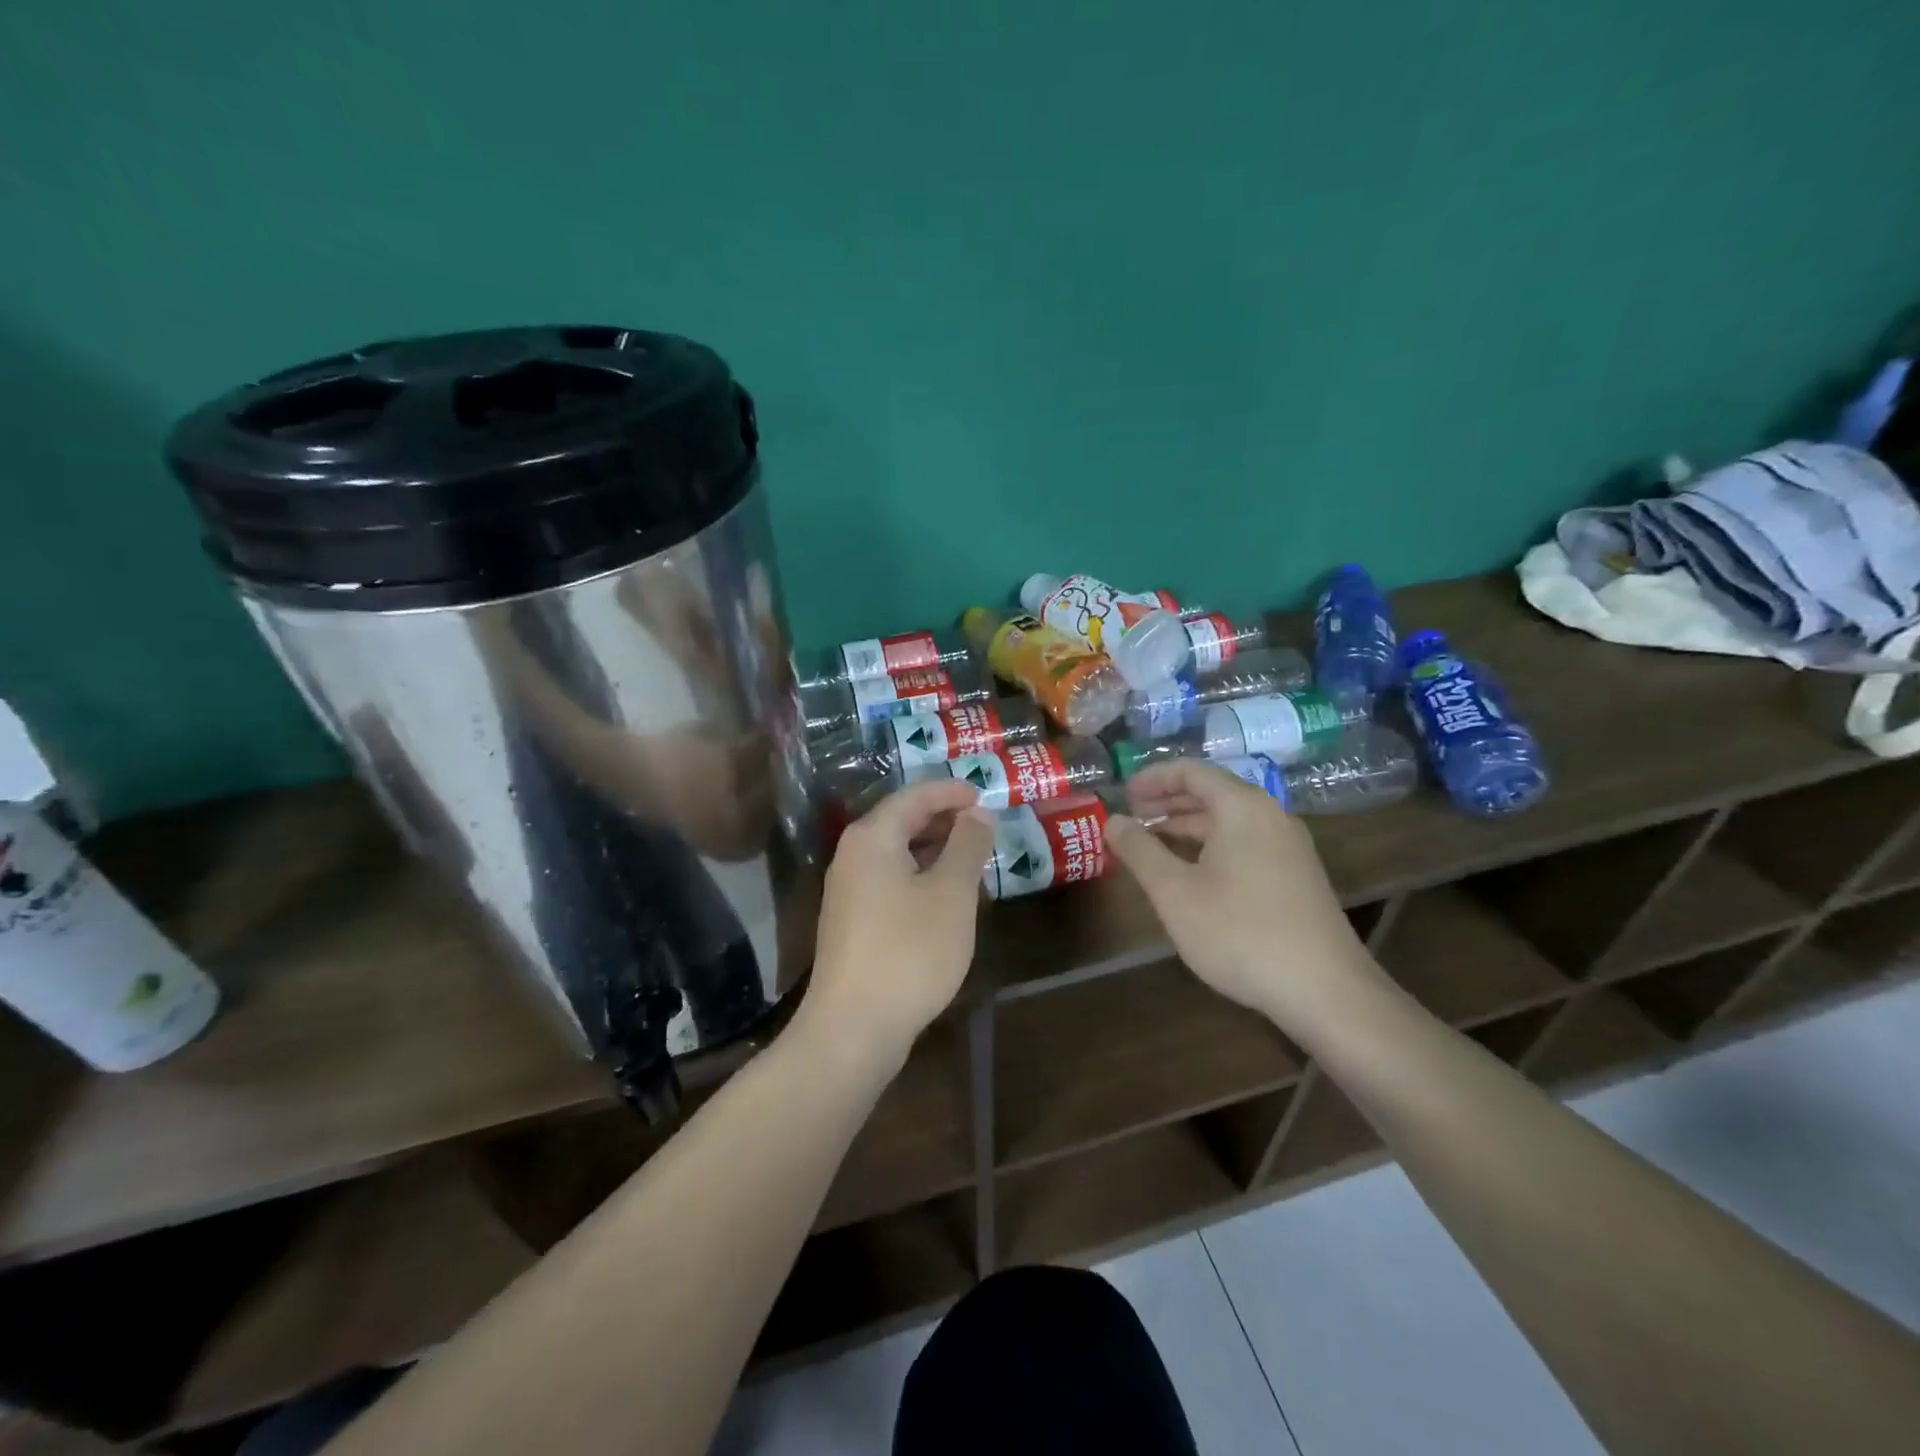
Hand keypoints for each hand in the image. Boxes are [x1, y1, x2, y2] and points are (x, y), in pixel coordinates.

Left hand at [798, 779, 994, 1068]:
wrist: (853, 1027)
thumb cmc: (909, 950)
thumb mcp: (951, 893)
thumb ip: (967, 846)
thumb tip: (977, 813)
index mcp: (872, 837)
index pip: (914, 796)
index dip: (951, 791)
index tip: (984, 793)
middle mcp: (852, 855)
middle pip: (901, 821)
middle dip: (944, 818)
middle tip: (984, 824)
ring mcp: (848, 890)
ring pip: (896, 853)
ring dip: (934, 849)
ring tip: (973, 857)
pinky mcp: (852, 921)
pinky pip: (890, 880)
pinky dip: (920, 876)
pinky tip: (946, 896)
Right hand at [1107, 760, 1380, 1032]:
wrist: (1325, 990)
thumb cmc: (1239, 932)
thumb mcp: (1174, 892)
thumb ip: (1139, 851)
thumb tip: (1113, 820)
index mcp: (1242, 807)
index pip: (1191, 771)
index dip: (1153, 778)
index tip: (1123, 794)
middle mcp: (1270, 815)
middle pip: (1212, 793)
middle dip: (1168, 802)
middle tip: (1132, 817)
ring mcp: (1289, 846)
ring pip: (1229, 820)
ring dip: (1188, 826)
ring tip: (1152, 844)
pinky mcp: (1297, 875)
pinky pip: (1245, 843)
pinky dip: (1211, 845)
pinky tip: (1192, 873)